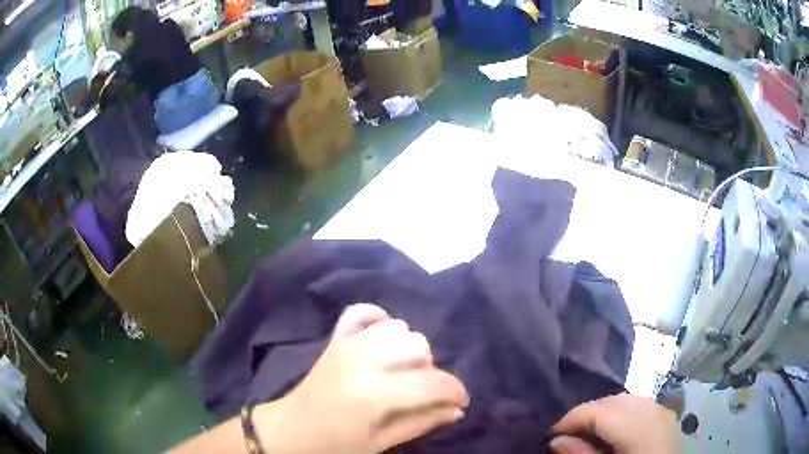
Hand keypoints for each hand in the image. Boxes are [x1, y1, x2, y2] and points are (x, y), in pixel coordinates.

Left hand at [256, 303, 469, 453]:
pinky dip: (378, 319)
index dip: (455, 391)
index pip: (432, 383)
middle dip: (431, 371)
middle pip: (419, 347)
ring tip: (401, 372)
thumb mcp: (383, 443)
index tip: (460, 402)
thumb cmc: (337, 445)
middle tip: (421, 392)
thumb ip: (423, 422)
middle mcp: (363, 360)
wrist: (292, 430)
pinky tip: (383, 339)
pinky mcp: (336, 339)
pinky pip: (362, 312)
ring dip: (409, 350)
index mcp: (375, 394)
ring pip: (399, 328)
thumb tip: (457, 410)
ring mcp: (347, 344)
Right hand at [550, 394, 680, 453]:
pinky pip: (639, 406)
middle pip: (615, 401)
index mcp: (642, 429)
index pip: (603, 411)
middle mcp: (656, 413)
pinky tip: (612, 430)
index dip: (573, 417)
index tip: (551, 432)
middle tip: (566, 433)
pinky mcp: (666, 418)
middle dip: (588, 413)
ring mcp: (664, 413)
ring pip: (628, 400)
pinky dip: (621, 413)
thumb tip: (556, 440)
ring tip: (586, 432)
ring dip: (603, 412)